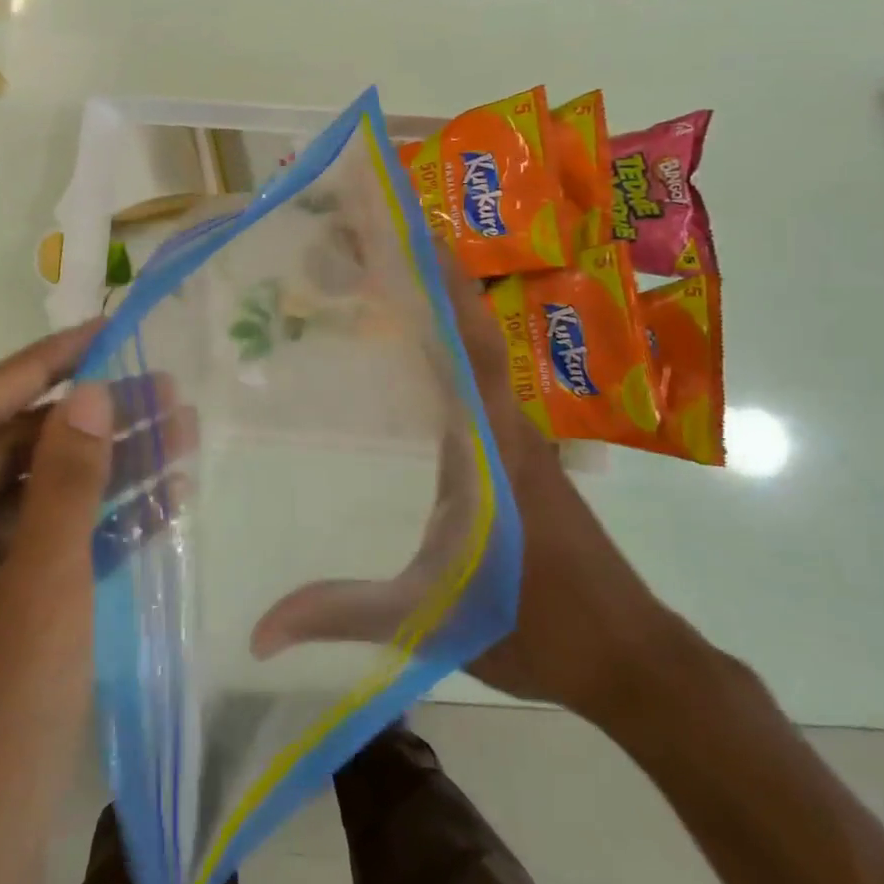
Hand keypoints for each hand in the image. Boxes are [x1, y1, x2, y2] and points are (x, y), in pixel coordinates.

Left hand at [0, 322, 114, 883]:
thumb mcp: (39, 602)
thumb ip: (65, 487)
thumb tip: (92, 391)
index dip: (48, 363)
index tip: (112, 326)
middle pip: (4, 449)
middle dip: (91, 423)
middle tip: (169, 390)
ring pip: (24, 493)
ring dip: (101, 470)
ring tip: (181, 432)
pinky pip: (28, 541)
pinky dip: (87, 522)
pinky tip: (159, 497)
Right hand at [249, 263, 682, 723]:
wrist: (626, 656)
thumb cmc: (534, 625)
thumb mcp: (428, 616)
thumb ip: (342, 613)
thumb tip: (256, 631)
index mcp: (489, 443)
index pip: (466, 344)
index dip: (442, 282)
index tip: (411, 227)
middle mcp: (506, 424)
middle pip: (467, 330)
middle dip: (426, 276)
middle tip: (370, 235)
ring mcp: (517, 438)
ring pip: (476, 353)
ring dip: (439, 308)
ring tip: (381, 274)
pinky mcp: (518, 456)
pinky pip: (479, 383)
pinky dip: (449, 350)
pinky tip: (412, 356)